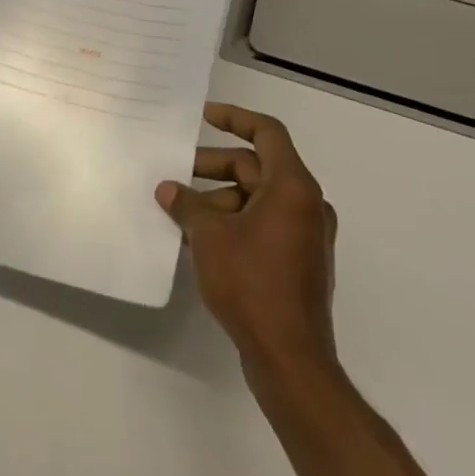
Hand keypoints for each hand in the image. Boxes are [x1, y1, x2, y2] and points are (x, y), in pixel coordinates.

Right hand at [158, 103, 338, 384]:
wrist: (291, 360)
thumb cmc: (253, 284)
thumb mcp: (210, 237)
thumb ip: (188, 205)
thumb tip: (168, 190)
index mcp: (293, 186)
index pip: (267, 132)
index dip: (235, 117)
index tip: (204, 115)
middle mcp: (306, 203)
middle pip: (257, 167)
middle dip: (214, 167)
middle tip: (177, 174)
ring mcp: (306, 235)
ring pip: (258, 198)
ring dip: (220, 199)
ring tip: (181, 212)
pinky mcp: (300, 262)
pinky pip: (264, 225)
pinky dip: (235, 222)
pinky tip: (201, 239)